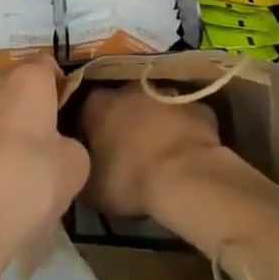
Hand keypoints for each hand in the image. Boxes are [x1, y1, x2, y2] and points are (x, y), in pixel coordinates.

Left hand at [0, 57, 88, 272]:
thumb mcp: (75, 165)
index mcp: (27, 78)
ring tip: (21, 168)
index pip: (48, 65)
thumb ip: (71, 144)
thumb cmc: (28, 181)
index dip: (61, 87)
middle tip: (47, 143)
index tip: (69, 115)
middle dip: (31, 107)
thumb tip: (59, 147)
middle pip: (17, 86)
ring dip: (7, 129)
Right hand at [76, 83, 226, 219]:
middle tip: (127, 154)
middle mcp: (129, 90)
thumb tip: (82, 168)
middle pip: (121, 104)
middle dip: (123, 124)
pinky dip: (182, 131)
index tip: (93, 154)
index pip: (86, 112)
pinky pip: (184, 117)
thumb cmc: (131, 180)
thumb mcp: (92, 189)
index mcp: (98, 105)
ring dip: (154, 124)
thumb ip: (83, 171)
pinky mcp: (196, 106)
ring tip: (158, 156)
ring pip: (154, 107)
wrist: (185, 177)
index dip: (89, 133)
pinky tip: (185, 155)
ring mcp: (165, 93)